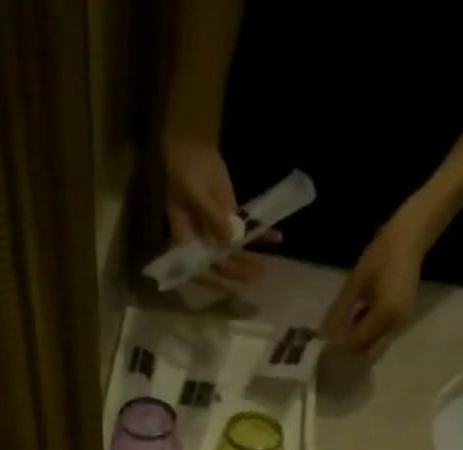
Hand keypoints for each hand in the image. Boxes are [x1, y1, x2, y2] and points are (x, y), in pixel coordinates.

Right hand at [161, 132, 272, 292]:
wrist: (193, 149)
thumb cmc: (186, 172)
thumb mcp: (197, 194)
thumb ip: (213, 218)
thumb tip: (230, 241)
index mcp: (187, 241)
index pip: (199, 268)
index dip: (214, 280)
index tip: (230, 287)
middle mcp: (202, 243)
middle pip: (220, 263)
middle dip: (237, 271)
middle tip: (255, 276)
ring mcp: (217, 232)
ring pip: (234, 252)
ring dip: (249, 260)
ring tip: (264, 269)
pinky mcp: (230, 219)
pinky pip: (245, 231)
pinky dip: (260, 235)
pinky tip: (276, 238)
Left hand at [319, 204, 431, 358]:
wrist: (410, 236)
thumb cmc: (381, 253)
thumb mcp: (355, 283)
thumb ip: (339, 312)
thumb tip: (323, 335)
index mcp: (385, 315)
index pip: (357, 342)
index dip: (339, 346)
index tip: (323, 345)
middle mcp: (396, 324)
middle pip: (369, 352)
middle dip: (350, 352)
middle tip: (332, 344)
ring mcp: (401, 322)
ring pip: (376, 346)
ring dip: (358, 344)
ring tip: (340, 334)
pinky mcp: (402, 318)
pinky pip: (382, 336)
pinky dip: (367, 335)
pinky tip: (354, 323)